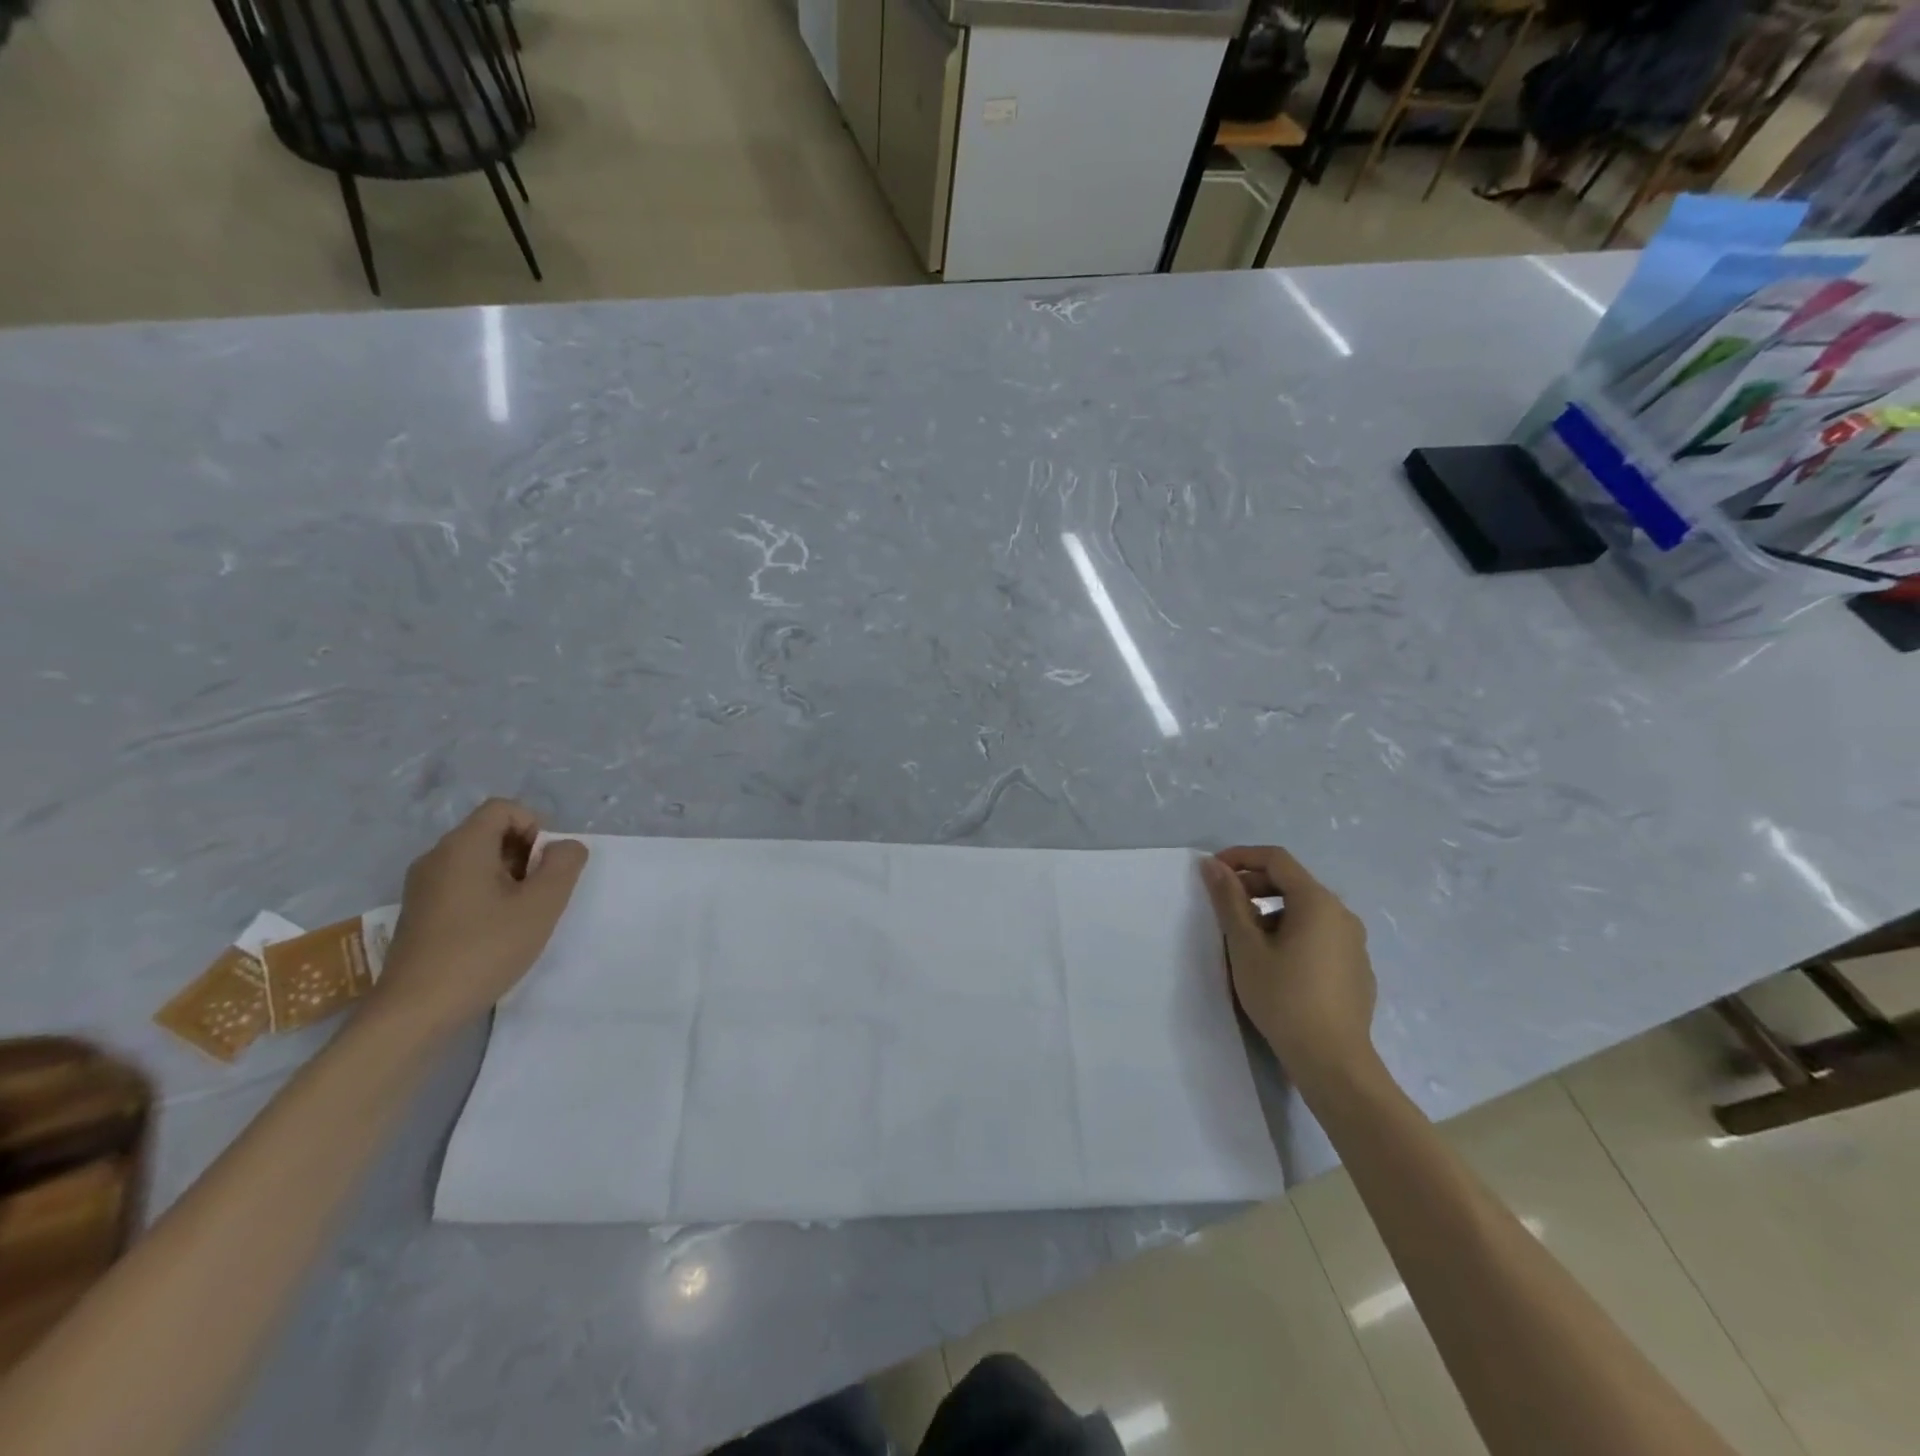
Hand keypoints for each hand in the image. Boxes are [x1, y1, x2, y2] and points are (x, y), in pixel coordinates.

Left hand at [371, 799, 588, 1035]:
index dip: (535, 826)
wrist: (415, 1011)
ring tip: (520, 915)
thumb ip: (564, 865)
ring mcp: (422, 886)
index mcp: (463, 846)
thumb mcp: (542, 905)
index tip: (546, 865)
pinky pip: (460, 883)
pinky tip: (494, 931)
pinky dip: (486, 894)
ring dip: (508, 876)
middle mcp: (436, 857)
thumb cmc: (484, 950)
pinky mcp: (419, 912)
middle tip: (539, 892)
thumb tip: (565, 846)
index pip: (504, 808)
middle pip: (490, 832)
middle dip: (525, 853)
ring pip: (477, 859)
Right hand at [1199, 846, 1376, 1092]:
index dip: (1241, 857)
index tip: (1212, 871)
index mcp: (1317, 902)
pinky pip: (1319, 934)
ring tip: (1244, 938)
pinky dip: (1292, 933)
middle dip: (1254, 885)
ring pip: (1306, 910)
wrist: (1332, 1061)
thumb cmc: (1283, 997)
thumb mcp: (1245, 947)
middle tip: (1223, 905)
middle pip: (1293, 882)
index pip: (1276, 859)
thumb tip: (1213, 865)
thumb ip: (1228, 900)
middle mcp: (1342, 914)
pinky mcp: (1356, 968)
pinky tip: (1276, 964)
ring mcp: (1353, 942)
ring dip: (1271, 911)